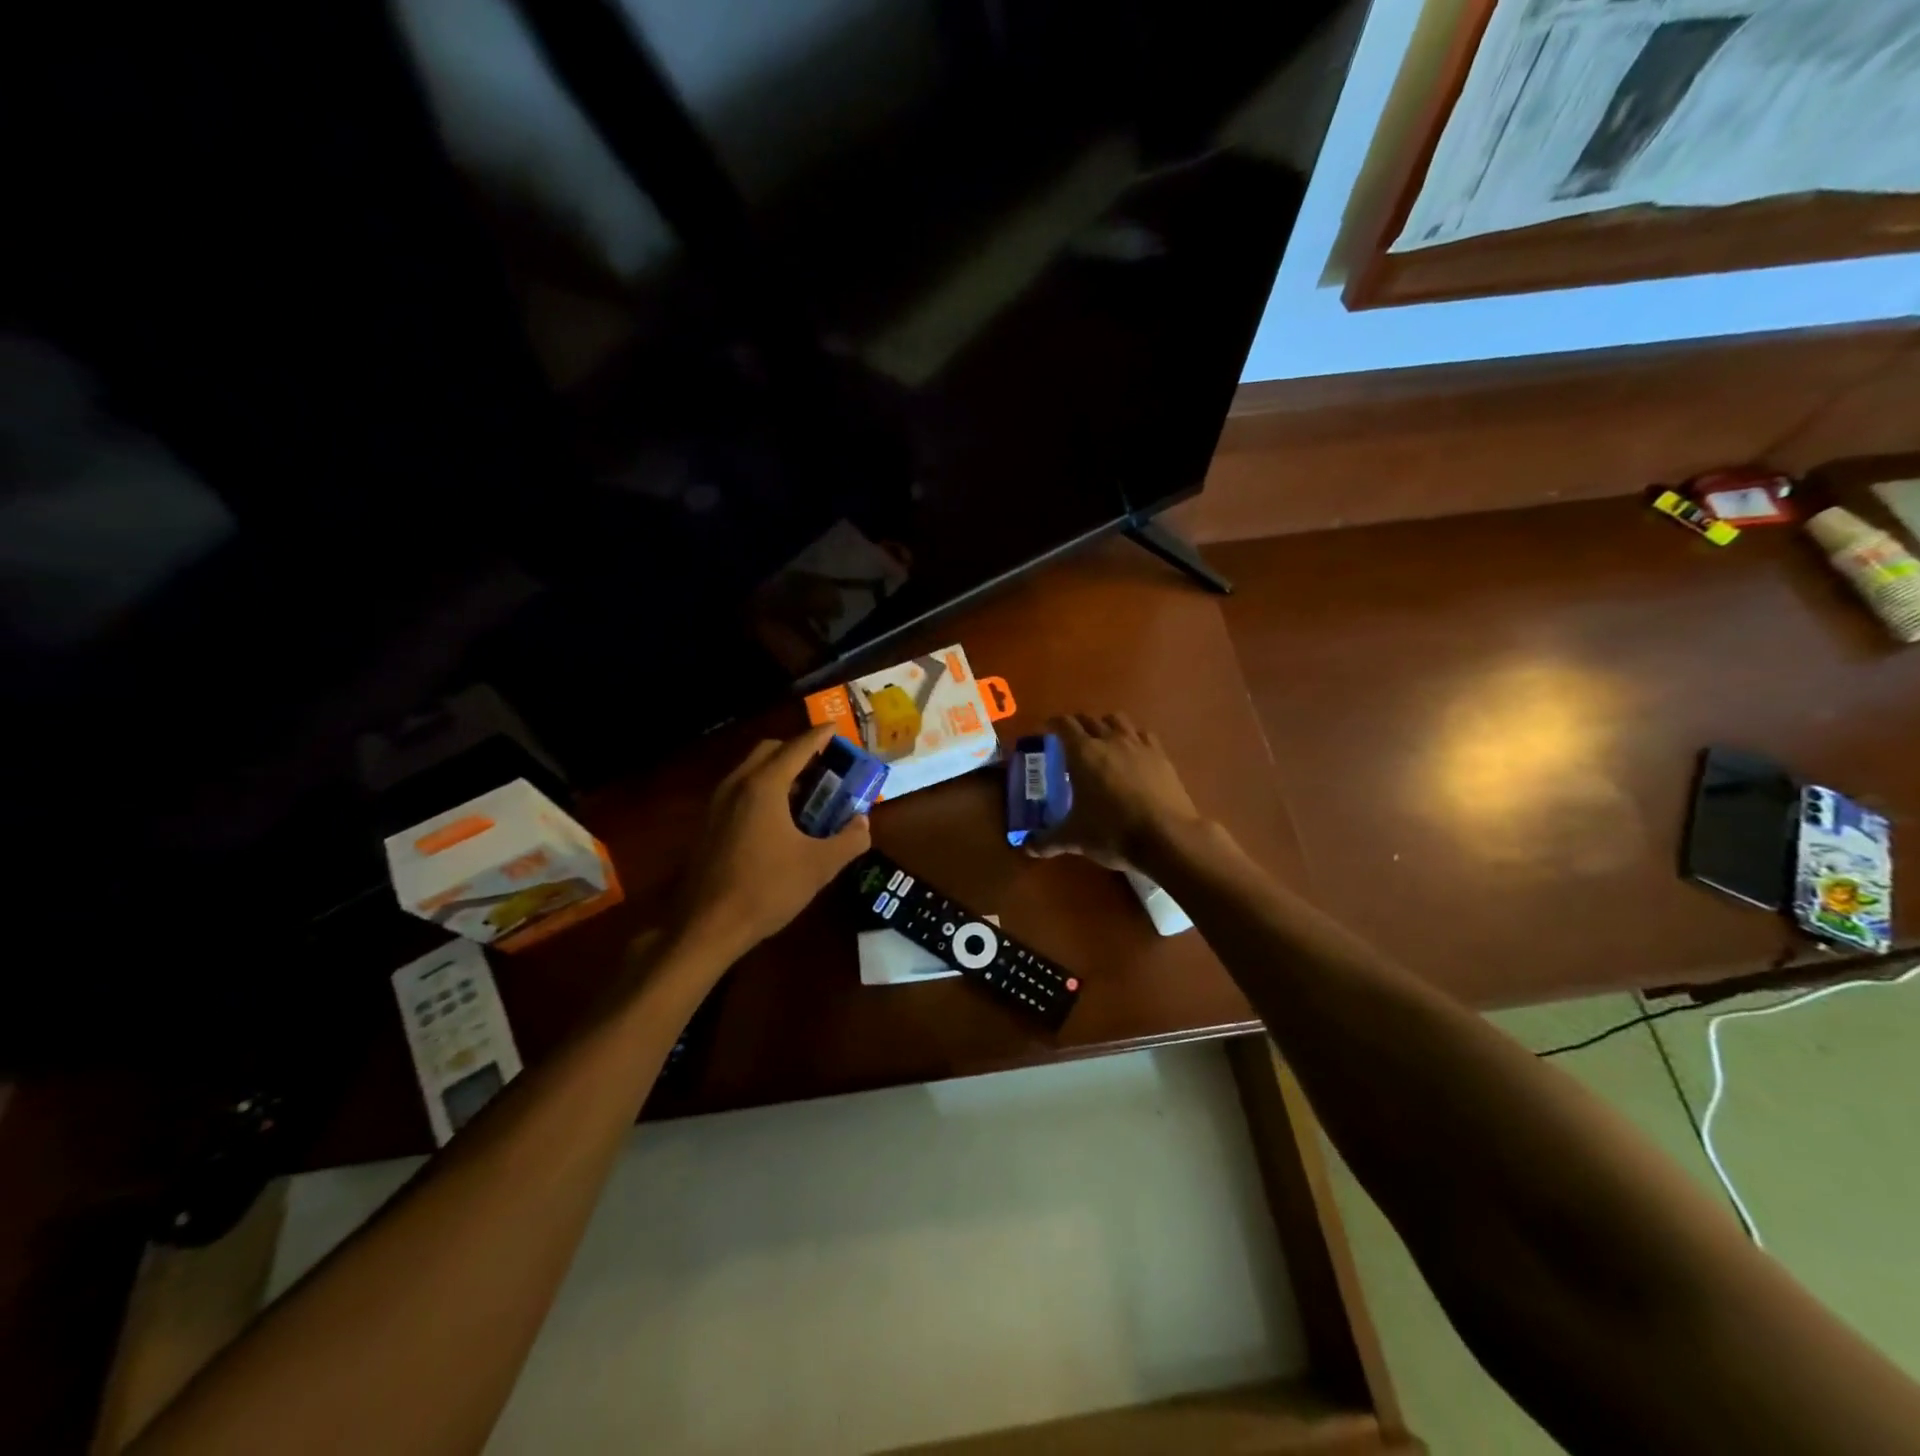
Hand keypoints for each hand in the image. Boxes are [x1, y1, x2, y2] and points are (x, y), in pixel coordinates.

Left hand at [674, 727, 871, 955]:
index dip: (821, 736)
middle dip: (798, 750)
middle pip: (770, 751)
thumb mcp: (819, 866)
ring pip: (752, 770)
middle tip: (825, 764)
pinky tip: (781, 818)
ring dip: (780, 770)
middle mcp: (737, 785)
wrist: (707, 926)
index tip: (837, 729)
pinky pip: (741, 790)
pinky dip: (764, 789)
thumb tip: (863, 823)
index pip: (798, 747)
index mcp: (764, 786)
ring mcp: (718, 804)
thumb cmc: (767, 889)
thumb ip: (849, 839)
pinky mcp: (709, 824)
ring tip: (808, 790)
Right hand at [1026, 713, 1205, 871]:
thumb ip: (1048, 840)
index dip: (1053, 724)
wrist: (1167, 837)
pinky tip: (1132, 752)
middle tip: (1070, 739)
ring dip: (1105, 724)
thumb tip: (1027, 848)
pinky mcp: (1161, 756)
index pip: (1064, 725)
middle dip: (1077, 724)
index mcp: (1083, 753)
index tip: (1047, 729)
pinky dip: (1133, 737)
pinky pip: (1143, 735)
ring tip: (1102, 739)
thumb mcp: (1075, 839)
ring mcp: (1138, 745)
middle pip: (1090, 719)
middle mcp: (1109, 740)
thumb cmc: (1112, 832)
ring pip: (1118, 720)